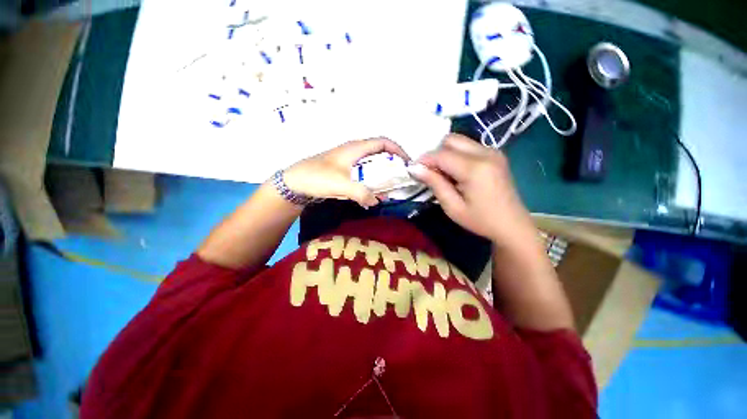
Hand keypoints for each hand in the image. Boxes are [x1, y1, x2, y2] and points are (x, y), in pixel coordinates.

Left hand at [282, 138, 409, 207]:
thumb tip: (377, 201)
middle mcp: (354, 152)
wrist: (294, 183)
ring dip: (382, 175)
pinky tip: (372, 193)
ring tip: (389, 189)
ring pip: (372, 164)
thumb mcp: (341, 185)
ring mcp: (349, 161)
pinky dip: (371, 181)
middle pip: (380, 153)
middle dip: (392, 164)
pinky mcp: (344, 171)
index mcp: (355, 148)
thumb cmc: (316, 177)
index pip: (383, 142)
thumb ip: (361, 193)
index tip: (407, 163)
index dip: (398, 150)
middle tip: (400, 179)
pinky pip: (363, 173)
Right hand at [408, 134, 534, 244]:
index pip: (441, 154)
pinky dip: (456, 155)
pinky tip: (456, 172)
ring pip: (459, 141)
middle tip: (430, 172)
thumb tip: (414, 168)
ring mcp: (493, 151)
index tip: (414, 170)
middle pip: (451, 139)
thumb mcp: (452, 207)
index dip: (424, 160)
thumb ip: (434, 183)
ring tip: (443, 174)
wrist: (512, 225)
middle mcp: (486, 153)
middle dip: (435, 153)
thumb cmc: (480, 220)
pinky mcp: (495, 154)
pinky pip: (468, 146)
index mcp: (475, 168)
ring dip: (446, 154)